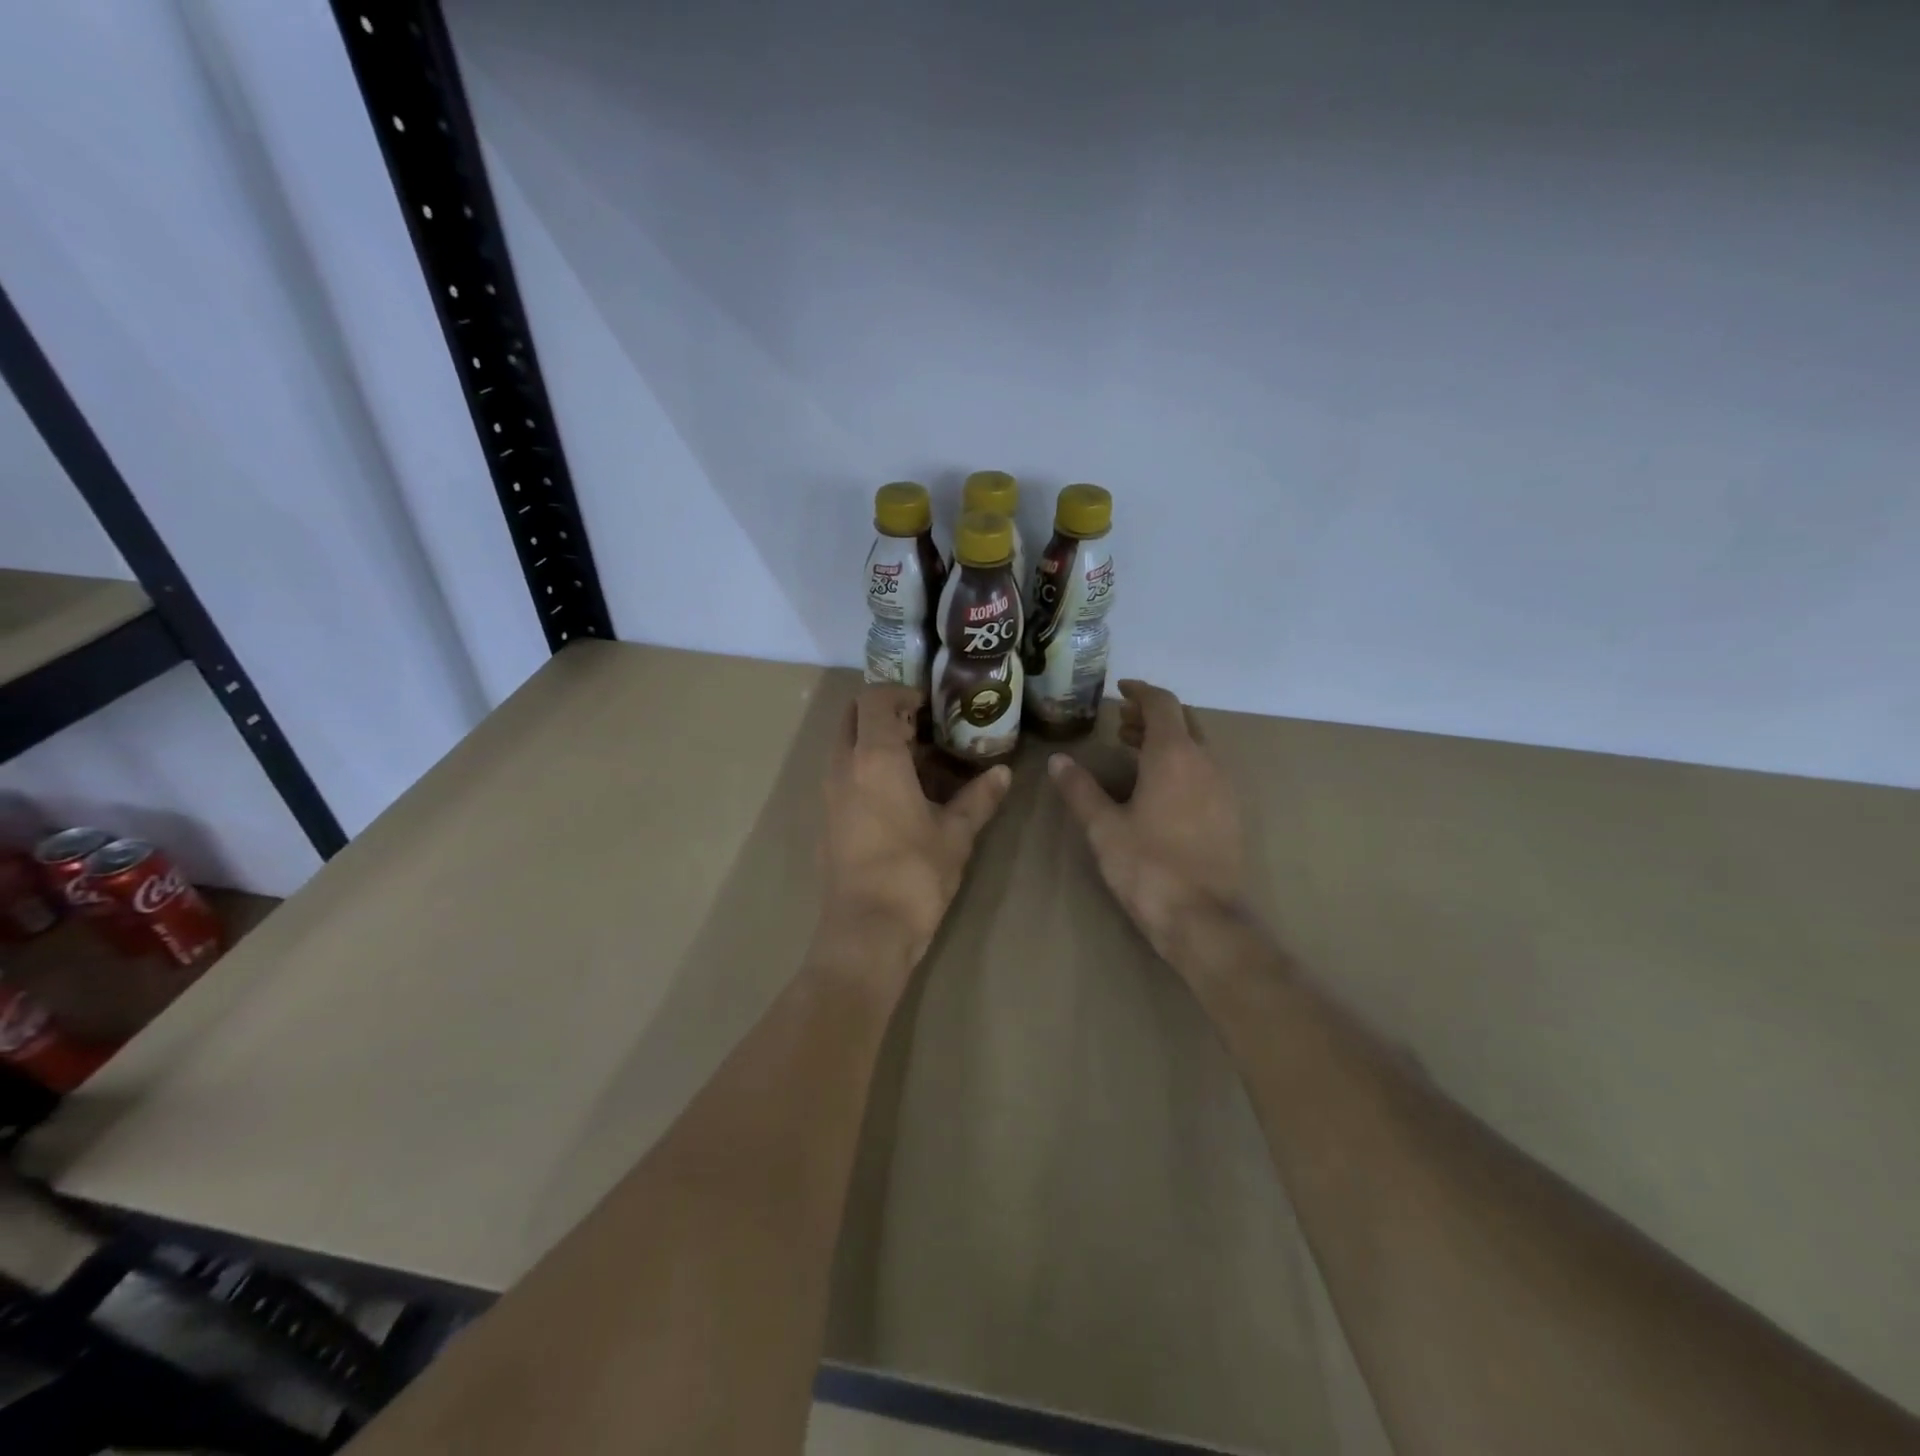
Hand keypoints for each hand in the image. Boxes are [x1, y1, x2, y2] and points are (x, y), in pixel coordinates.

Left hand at [816, 685, 1011, 979]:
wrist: (867, 931)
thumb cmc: (915, 874)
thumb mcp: (956, 834)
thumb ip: (979, 798)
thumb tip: (1004, 773)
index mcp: (875, 758)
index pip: (875, 698)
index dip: (901, 692)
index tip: (929, 706)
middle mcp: (844, 766)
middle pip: (852, 715)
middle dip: (883, 712)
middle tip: (921, 729)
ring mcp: (829, 793)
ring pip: (844, 745)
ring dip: (873, 741)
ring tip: (916, 761)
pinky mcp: (826, 818)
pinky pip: (842, 774)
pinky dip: (864, 768)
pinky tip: (898, 796)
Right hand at [1048, 680, 1245, 964]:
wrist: (1203, 918)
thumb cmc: (1147, 866)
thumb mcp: (1103, 827)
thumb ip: (1080, 789)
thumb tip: (1058, 760)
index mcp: (1174, 756)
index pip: (1162, 704)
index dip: (1140, 691)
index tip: (1120, 689)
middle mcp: (1204, 762)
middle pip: (1183, 720)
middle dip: (1152, 715)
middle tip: (1121, 723)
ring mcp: (1222, 787)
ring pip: (1196, 746)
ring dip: (1167, 739)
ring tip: (1134, 751)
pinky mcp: (1229, 812)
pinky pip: (1204, 770)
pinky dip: (1180, 762)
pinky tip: (1159, 787)